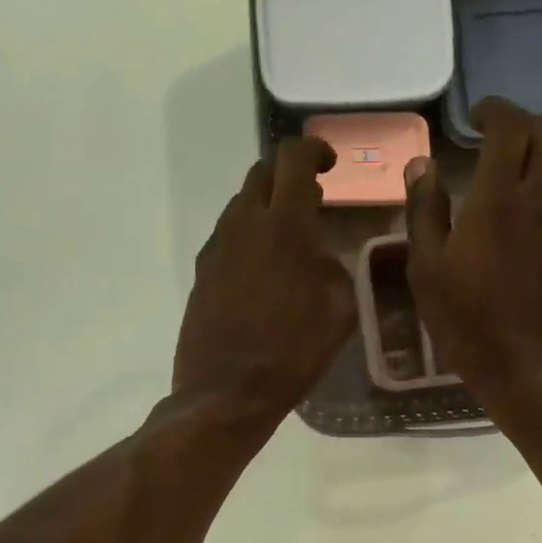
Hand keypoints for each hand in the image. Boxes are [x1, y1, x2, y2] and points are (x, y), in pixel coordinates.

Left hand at [174, 138, 356, 423]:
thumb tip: (320, 254)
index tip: (330, 163)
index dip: (314, 149)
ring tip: (290, 236)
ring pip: (242, 204)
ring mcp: (216, 247)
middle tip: (312, 195)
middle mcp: (244, 225)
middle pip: (261, 173)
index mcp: (284, 226)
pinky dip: (250, 235)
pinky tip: (265, 268)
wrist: (227, 393)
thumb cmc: (293, 354)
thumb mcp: (340, 311)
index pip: (293, 159)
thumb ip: (335, 267)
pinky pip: (229, 236)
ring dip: (267, 206)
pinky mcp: (201, 272)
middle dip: (288, 173)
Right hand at [404, 98, 541, 397]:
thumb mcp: (428, 270)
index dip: (496, 111)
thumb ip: (425, 211)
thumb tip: (422, 164)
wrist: (533, 371)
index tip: (480, 114)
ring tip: (530, 176)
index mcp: (500, 198)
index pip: (509, 128)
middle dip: (527, 128)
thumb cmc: (469, 323)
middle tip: (504, 138)